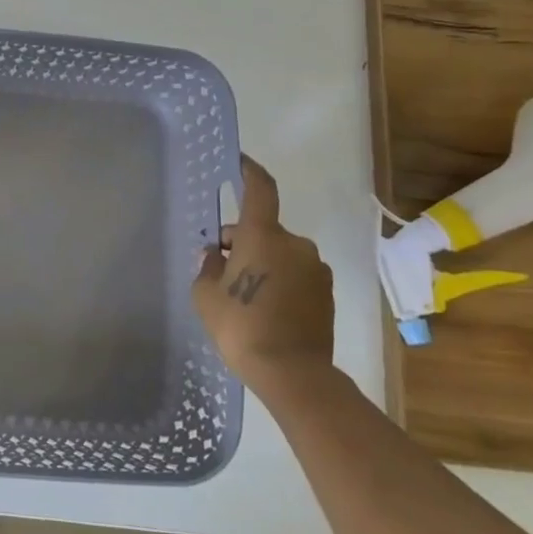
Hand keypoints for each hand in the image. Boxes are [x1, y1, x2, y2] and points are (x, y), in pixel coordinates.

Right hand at [192, 156, 335, 393]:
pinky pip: (296, 274)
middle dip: (242, 240)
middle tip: (221, 268)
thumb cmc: (240, 326)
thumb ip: (208, 266)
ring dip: (262, 262)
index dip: (249, 171)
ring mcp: (315, 268)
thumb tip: (216, 254)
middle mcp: (294, 244)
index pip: (260, 189)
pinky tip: (266, 308)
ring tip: (244, 294)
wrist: (291, 372)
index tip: (239, 161)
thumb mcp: (205, 294)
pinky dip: (280, 281)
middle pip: (264, 229)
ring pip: (281, 253)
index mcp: (263, 235)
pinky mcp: (327, 293)